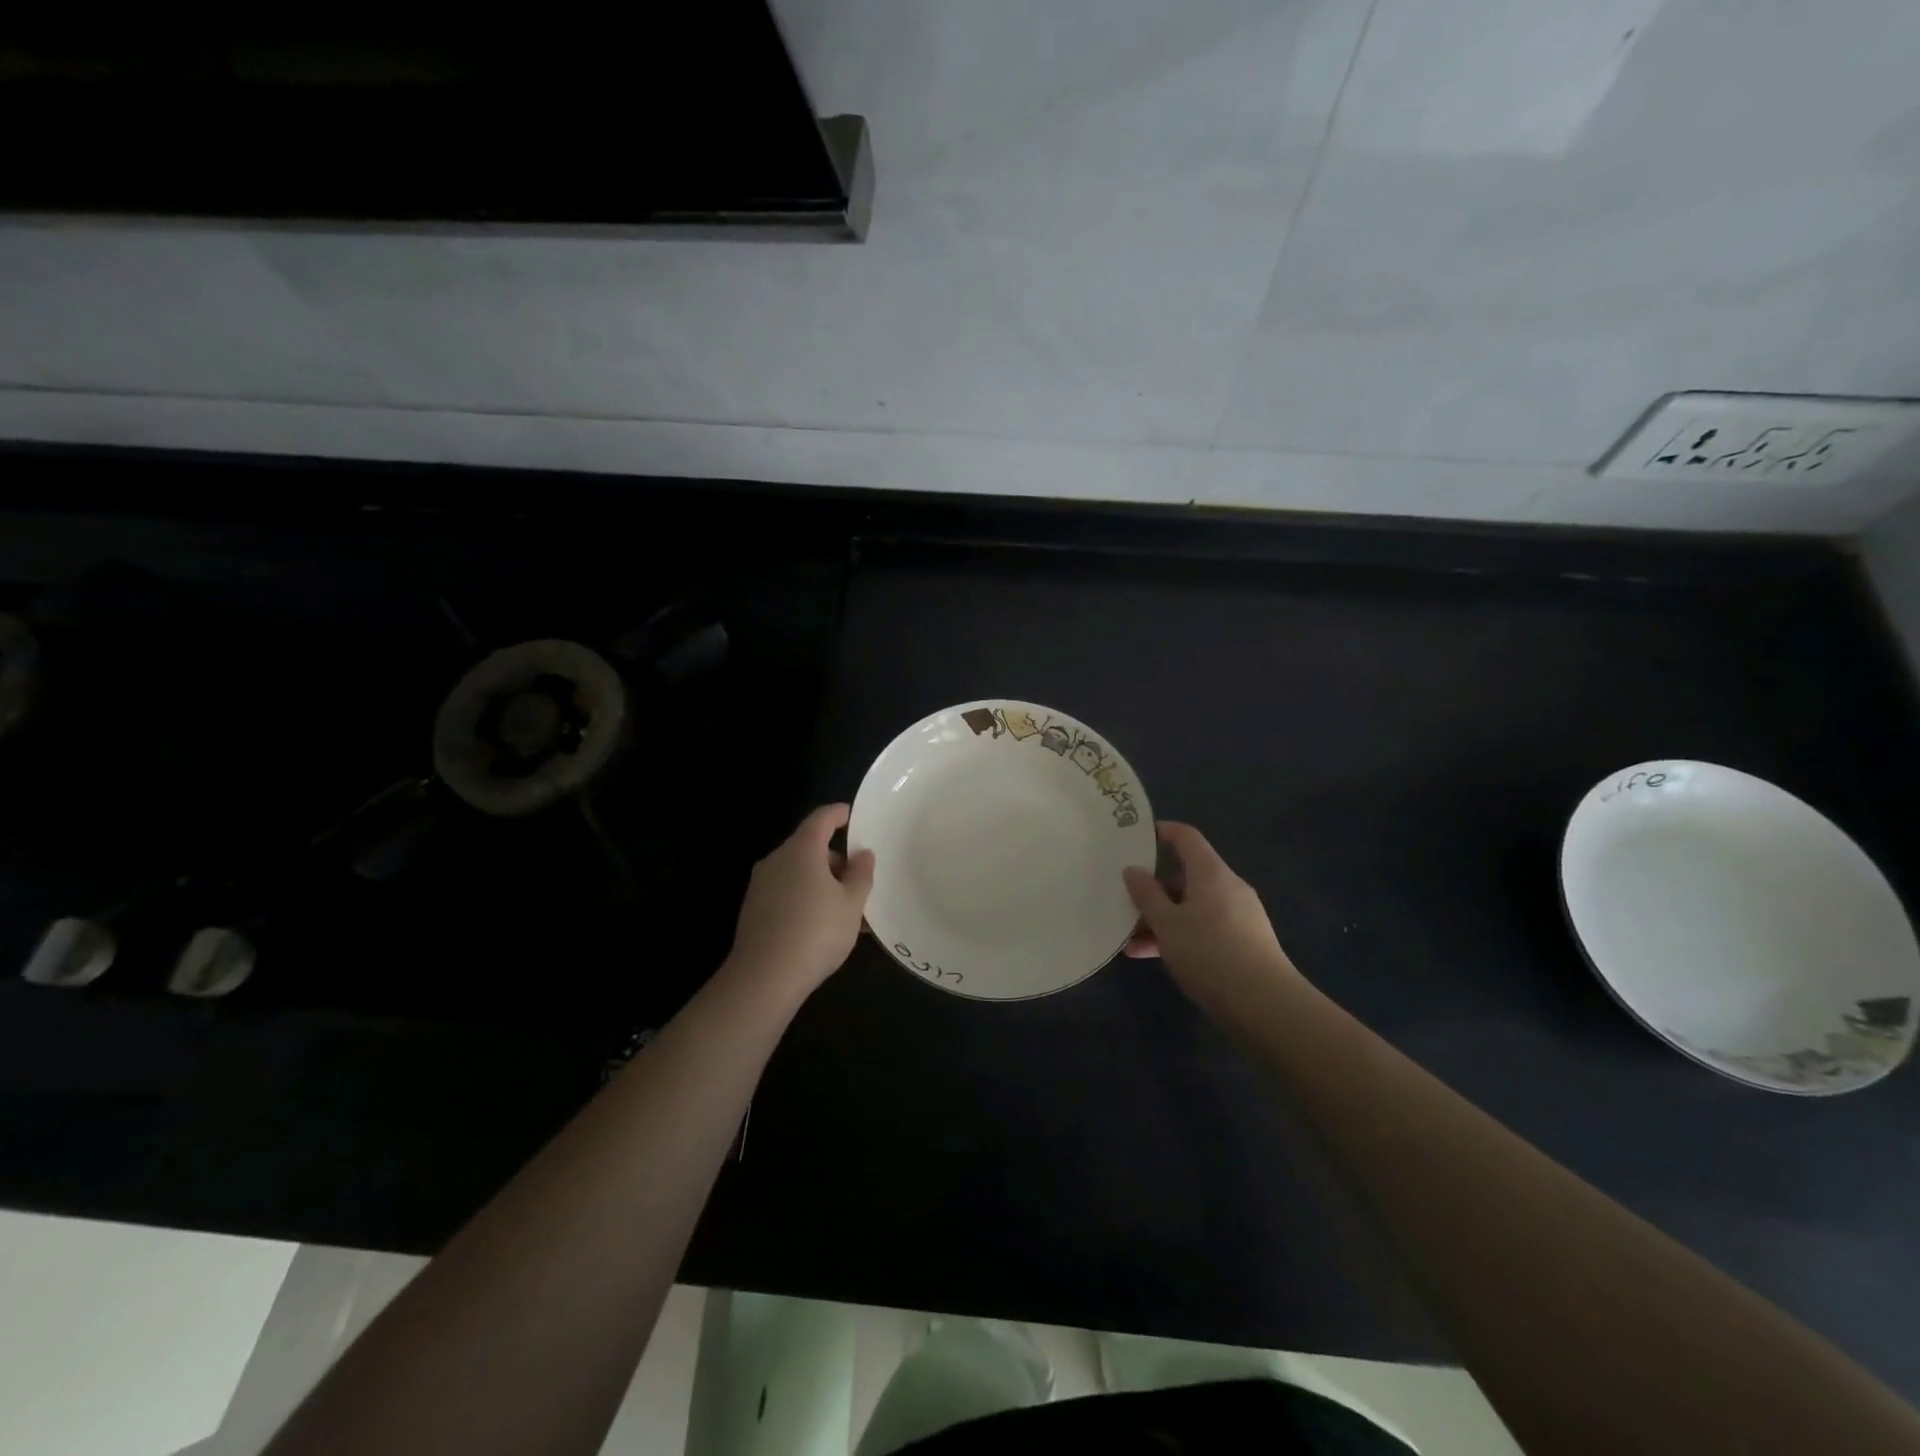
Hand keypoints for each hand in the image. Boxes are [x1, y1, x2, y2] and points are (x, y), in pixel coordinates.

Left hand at [726, 804, 874, 998]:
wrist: (764, 978)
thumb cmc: (816, 932)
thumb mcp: (852, 904)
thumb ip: (861, 874)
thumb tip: (862, 854)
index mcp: (802, 850)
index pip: (821, 819)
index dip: (838, 814)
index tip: (851, 815)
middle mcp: (777, 860)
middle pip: (809, 848)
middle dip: (835, 859)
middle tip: (859, 880)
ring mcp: (761, 885)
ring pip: (798, 873)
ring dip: (821, 882)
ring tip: (846, 910)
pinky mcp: (753, 910)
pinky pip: (786, 893)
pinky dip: (806, 898)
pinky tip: (822, 926)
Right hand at [1122, 822, 1302, 1020]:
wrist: (1265, 1005)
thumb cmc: (1209, 953)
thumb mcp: (1167, 924)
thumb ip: (1146, 895)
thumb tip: (1133, 870)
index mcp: (1211, 873)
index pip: (1186, 837)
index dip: (1162, 831)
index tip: (1135, 836)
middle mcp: (1228, 887)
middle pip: (1186, 876)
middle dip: (1154, 889)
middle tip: (1124, 901)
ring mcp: (1239, 916)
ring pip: (1192, 907)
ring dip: (1162, 919)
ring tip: (1130, 941)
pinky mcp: (1244, 943)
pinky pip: (1204, 928)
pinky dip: (1180, 936)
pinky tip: (1153, 957)